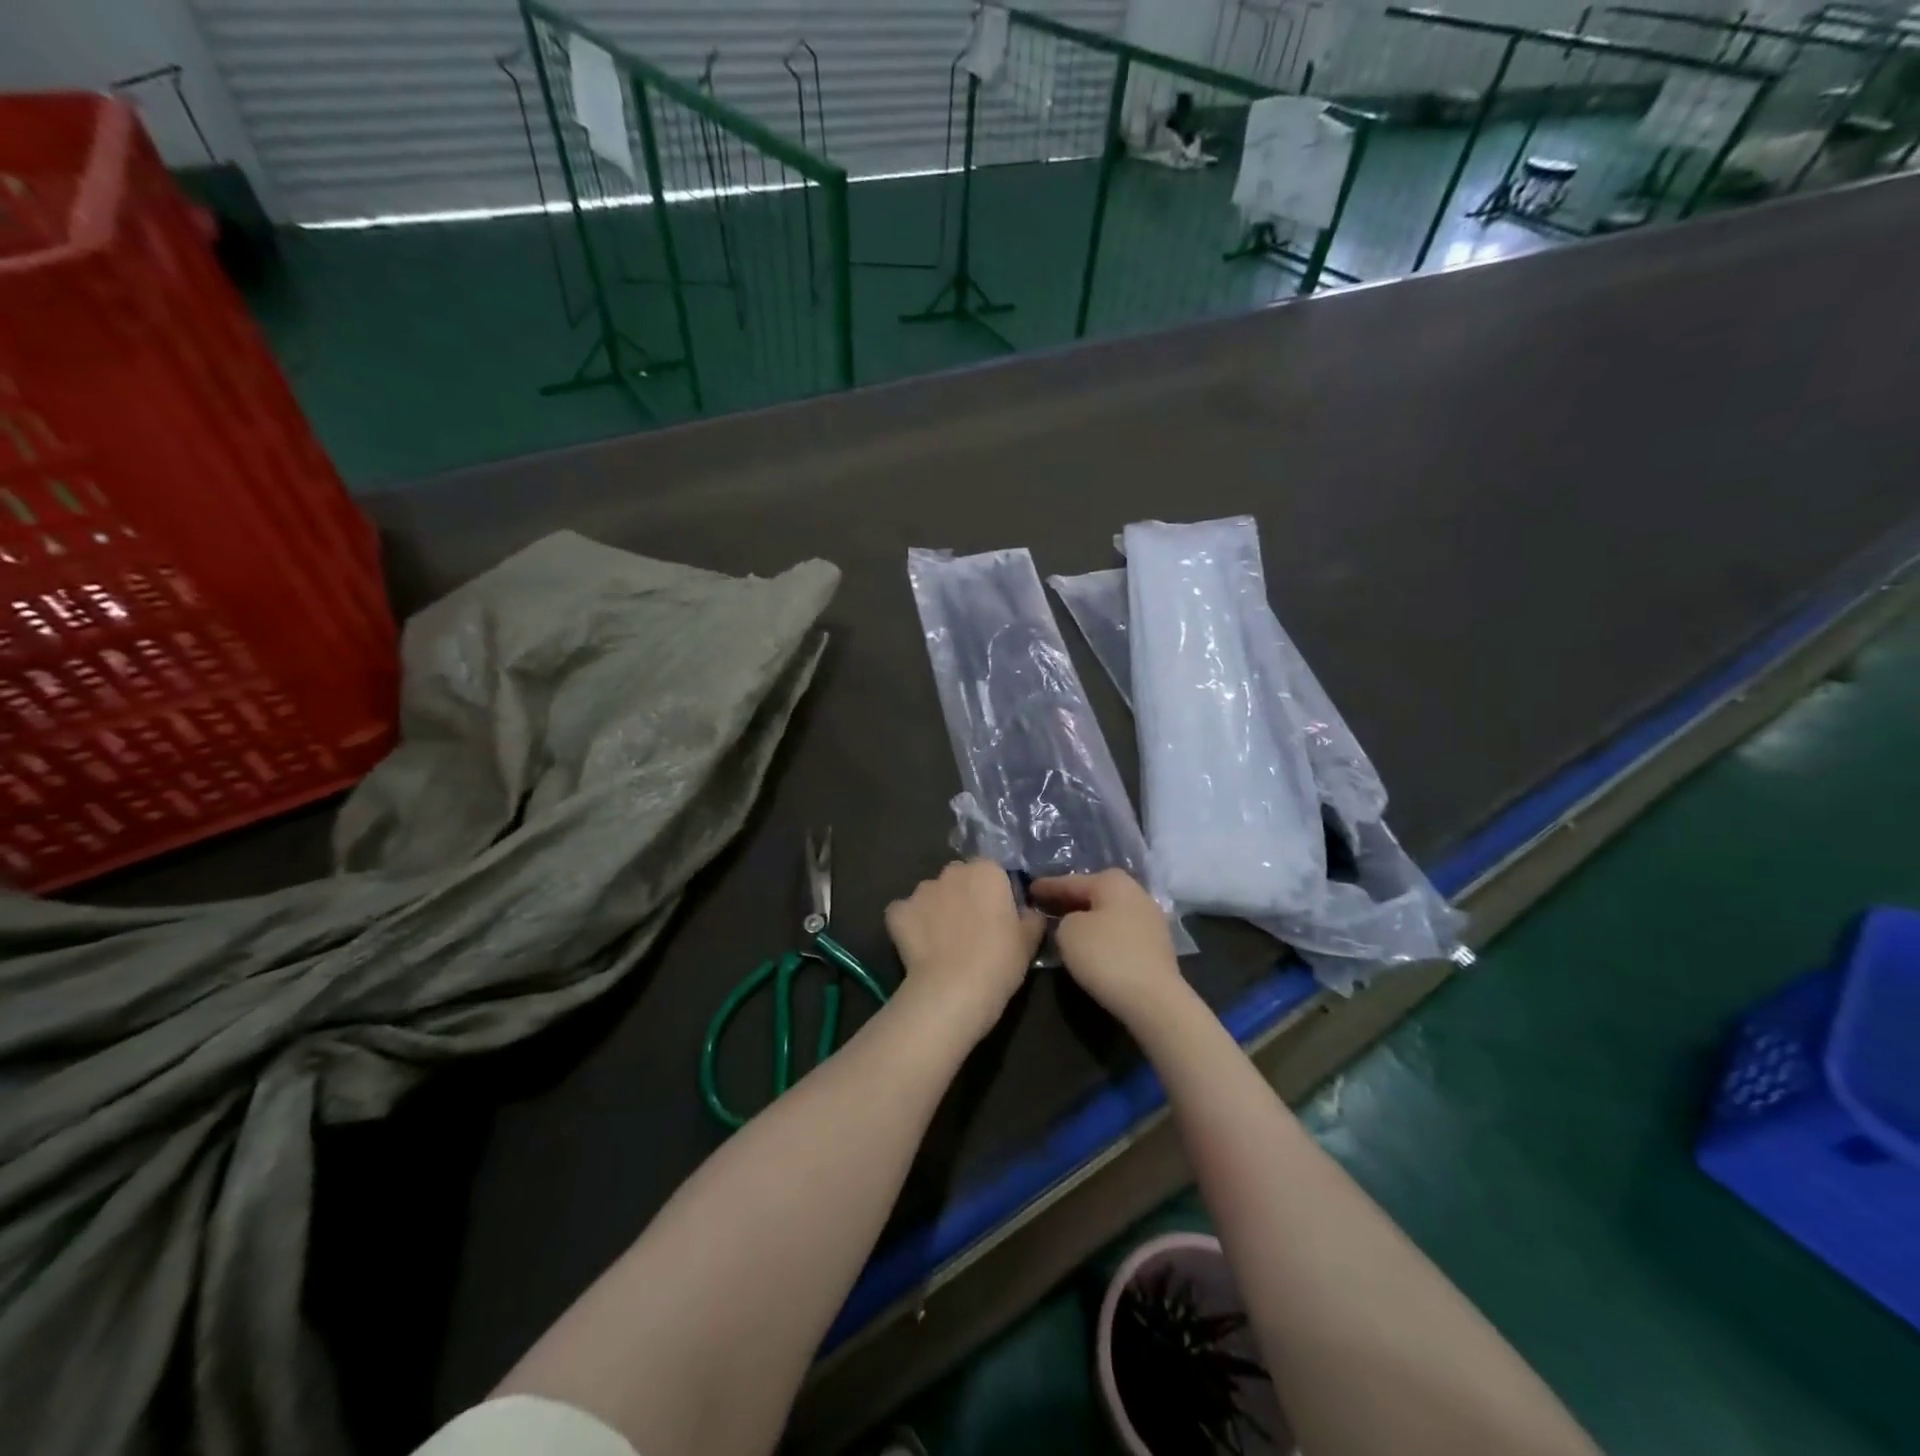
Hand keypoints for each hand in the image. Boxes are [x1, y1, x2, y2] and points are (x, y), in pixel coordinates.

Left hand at [884, 859, 1045, 1040]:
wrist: (953, 990)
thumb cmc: (999, 960)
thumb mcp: (1030, 940)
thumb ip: (1030, 916)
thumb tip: (1027, 911)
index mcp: (987, 870)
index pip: (991, 870)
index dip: (994, 891)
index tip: (998, 915)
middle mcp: (952, 871)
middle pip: (958, 877)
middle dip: (963, 894)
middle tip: (971, 927)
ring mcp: (921, 890)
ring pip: (931, 894)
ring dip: (936, 908)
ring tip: (942, 941)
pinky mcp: (897, 910)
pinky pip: (905, 913)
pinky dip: (910, 925)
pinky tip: (919, 947)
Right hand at [1027, 869, 1185, 1024]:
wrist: (1154, 999)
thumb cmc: (1106, 956)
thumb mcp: (1068, 932)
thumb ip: (1063, 919)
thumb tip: (1074, 922)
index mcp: (1113, 881)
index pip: (1071, 881)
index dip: (1047, 886)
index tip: (1029, 889)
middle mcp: (1136, 892)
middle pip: (1094, 893)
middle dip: (1070, 900)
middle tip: (1045, 905)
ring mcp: (1150, 919)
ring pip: (1108, 912)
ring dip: (1088, 917)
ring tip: (1065, 926)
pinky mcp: (1157, 945)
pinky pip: (1120, 931)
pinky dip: (1103, 934)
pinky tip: (1091, 943)